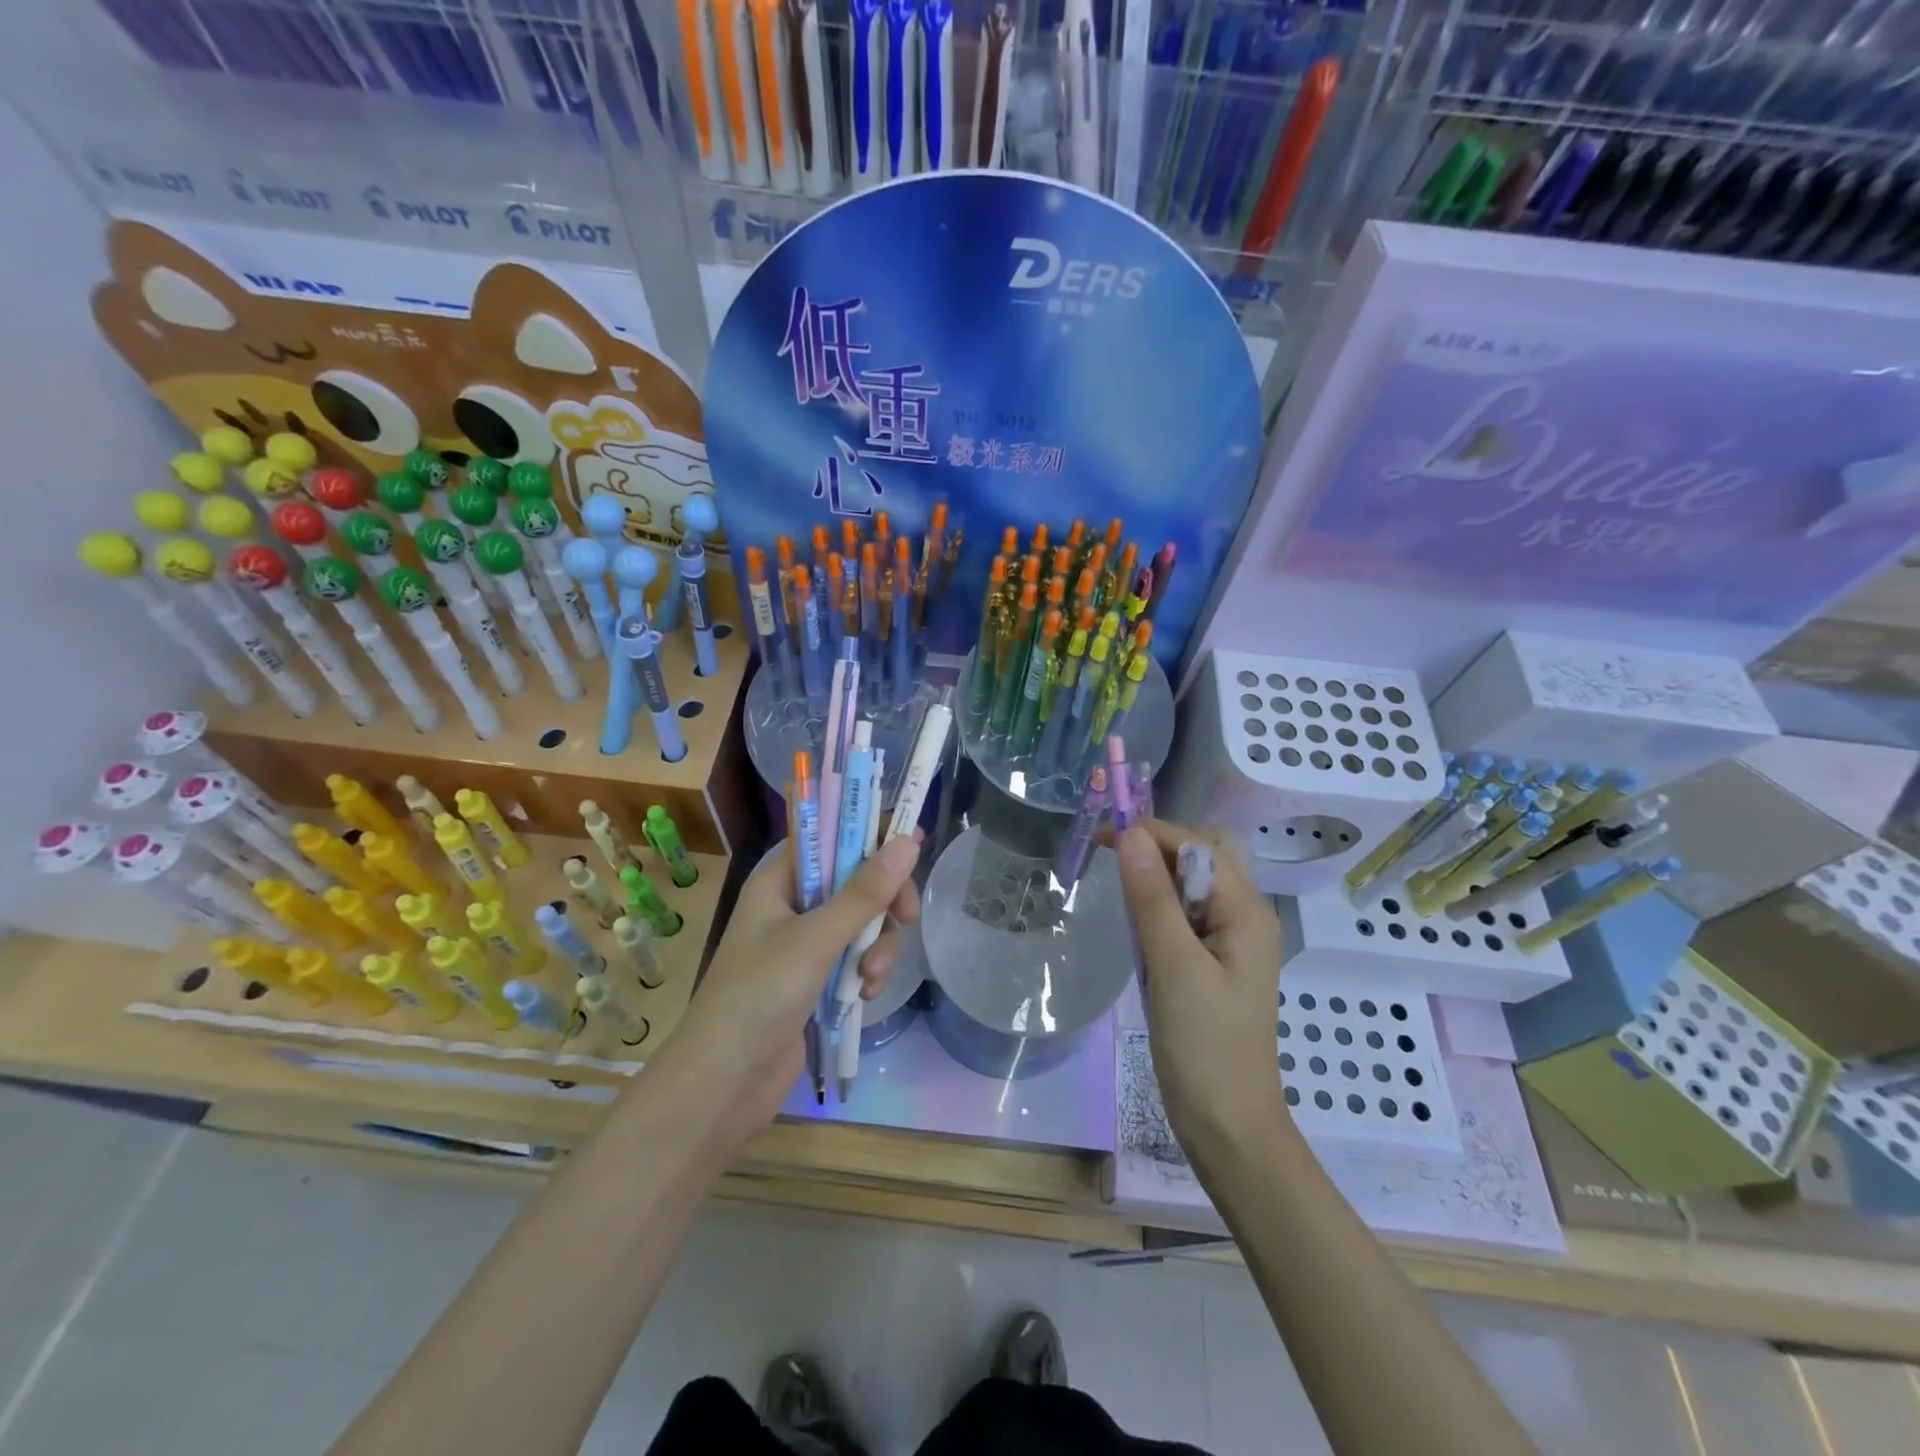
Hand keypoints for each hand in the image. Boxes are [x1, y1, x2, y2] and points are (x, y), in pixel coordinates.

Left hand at [656, 835, 921, 1146]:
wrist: (723, 1084)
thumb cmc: (759, 996)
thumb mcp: (815, 939)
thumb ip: (864, 892)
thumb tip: (910, 841)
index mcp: (779, 881)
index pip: (830, 836)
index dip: (870, 833)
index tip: (913, 842)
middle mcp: (792, 905)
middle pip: (855, 880)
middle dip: (883, 901)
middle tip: (906, 916)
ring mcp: (805, 944)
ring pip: (862, 923)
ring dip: (877, 946)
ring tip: (871, 977)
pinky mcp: (817, 980)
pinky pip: (857, 957)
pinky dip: (867, 971)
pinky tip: (865, 996)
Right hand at [1114, 820, 1286, 1159]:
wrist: (1228, 1126)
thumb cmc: (1204, 1046)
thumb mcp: (1174, 966)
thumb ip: (1152, 897)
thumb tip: (1131, 834)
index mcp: (1247, 910)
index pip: (1196, 844)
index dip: (1150, 833)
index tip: (1099, 840)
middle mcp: (1246, 915)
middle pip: (1202, 855)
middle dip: (1156, 847)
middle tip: (1111, 862)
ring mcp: (1232, 941)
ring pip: (1193, 884)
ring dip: (1157, 876)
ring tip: (1120, 891)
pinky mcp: (1214, 962)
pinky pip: (1187, 914)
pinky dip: (1160, 906)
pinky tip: (1139, 926)